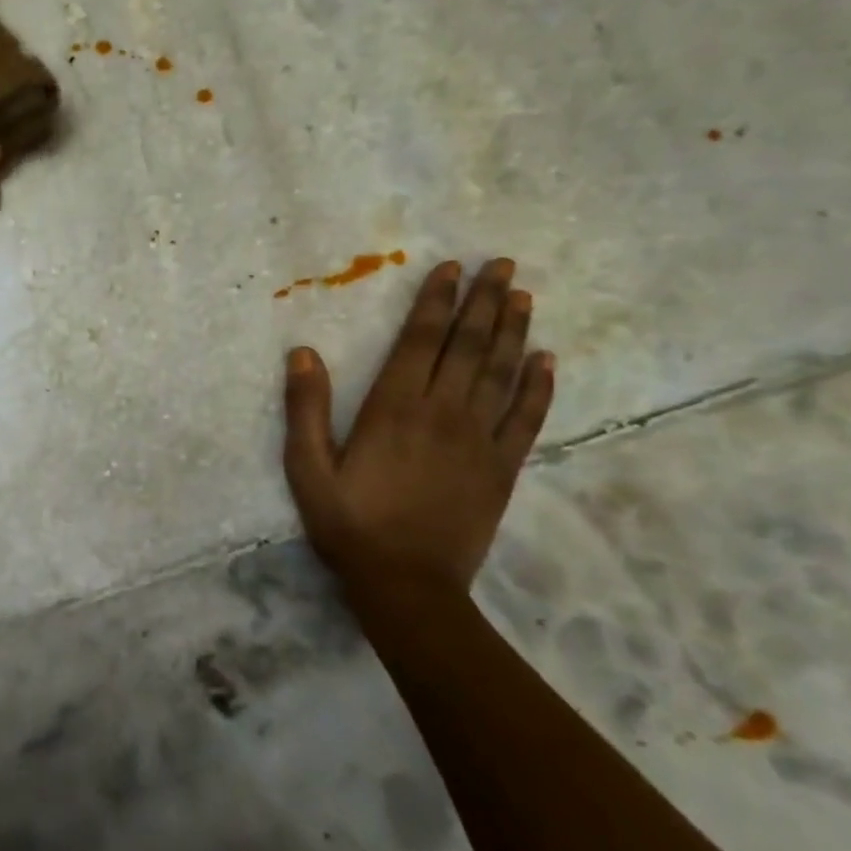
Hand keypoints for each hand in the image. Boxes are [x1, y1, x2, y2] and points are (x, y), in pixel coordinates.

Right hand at [281, 258, 554, 609]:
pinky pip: (527, 419)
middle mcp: (441, 412)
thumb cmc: (349, 524)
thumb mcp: (307, 468)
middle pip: (468, 346)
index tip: (453, 268)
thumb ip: (305, 409)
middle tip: (502, 265)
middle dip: (484, 302)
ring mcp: (478, 440)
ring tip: (523, 295)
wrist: (406, 585)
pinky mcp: (502, 468)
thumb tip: (303, 352)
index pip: (420, 340)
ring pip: (501, 373)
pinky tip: (547, 360)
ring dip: (513, 331)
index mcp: (393, 408)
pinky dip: (539, 387)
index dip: (437, 301)